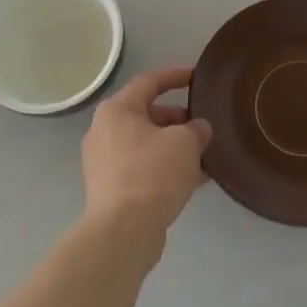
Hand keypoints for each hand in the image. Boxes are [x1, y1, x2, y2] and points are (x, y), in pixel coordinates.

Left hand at [81, 66, 212, 236]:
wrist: (123, 230)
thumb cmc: (153, 173)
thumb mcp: (185, 143)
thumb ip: (196, 129)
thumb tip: (198, 129)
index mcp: (117, 110)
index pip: (149, 81)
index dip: (175, 75)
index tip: (196, 76)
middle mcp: (103, 130)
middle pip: (146, 114)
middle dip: (178, 119)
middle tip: (203, 127)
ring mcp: (103, 161)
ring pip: (145, 143)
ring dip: (173, 146)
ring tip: (203, 155)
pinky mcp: (108, 187)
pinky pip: (141, 167)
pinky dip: (163, 167)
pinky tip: (191, 180)